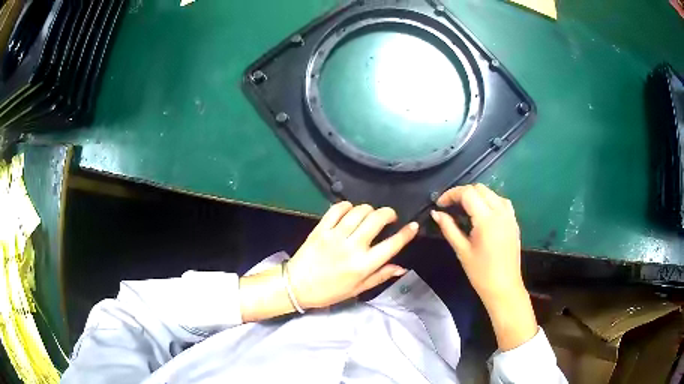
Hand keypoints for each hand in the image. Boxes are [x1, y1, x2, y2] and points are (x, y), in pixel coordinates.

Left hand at [288, 202, 418, 308]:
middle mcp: (352, 247)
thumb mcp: (358, 289)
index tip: (413, 226)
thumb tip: (402, 267)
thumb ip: (380, 275)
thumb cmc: (329, 291)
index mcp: (363, 265)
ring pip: (359, 211)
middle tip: (389, 218)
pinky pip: (337, 209)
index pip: (392, 245)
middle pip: (377, 219)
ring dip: (369, 209)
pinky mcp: (321, 228)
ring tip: (369, 216)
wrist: (297, 286)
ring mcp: (335, 235)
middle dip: (388, 213)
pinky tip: (350, 212)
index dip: (407, 233)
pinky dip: (347, 206)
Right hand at [431, 184, 536, 350]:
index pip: (467, 193)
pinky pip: (502, 202)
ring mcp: (510, 216)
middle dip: (463, 193)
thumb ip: (449, 228)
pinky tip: (483, 213)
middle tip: (450, 206)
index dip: (451, 194)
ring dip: (477, 195)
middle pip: (480, 189)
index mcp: (486, 219)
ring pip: (491, 193)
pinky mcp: (514, 222)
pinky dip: (490, 201)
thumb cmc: (480, 273)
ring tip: (465, 208)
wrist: (504, 287)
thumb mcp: (462, 250)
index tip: (440, 204)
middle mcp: (500, 212)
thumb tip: (436, 213)